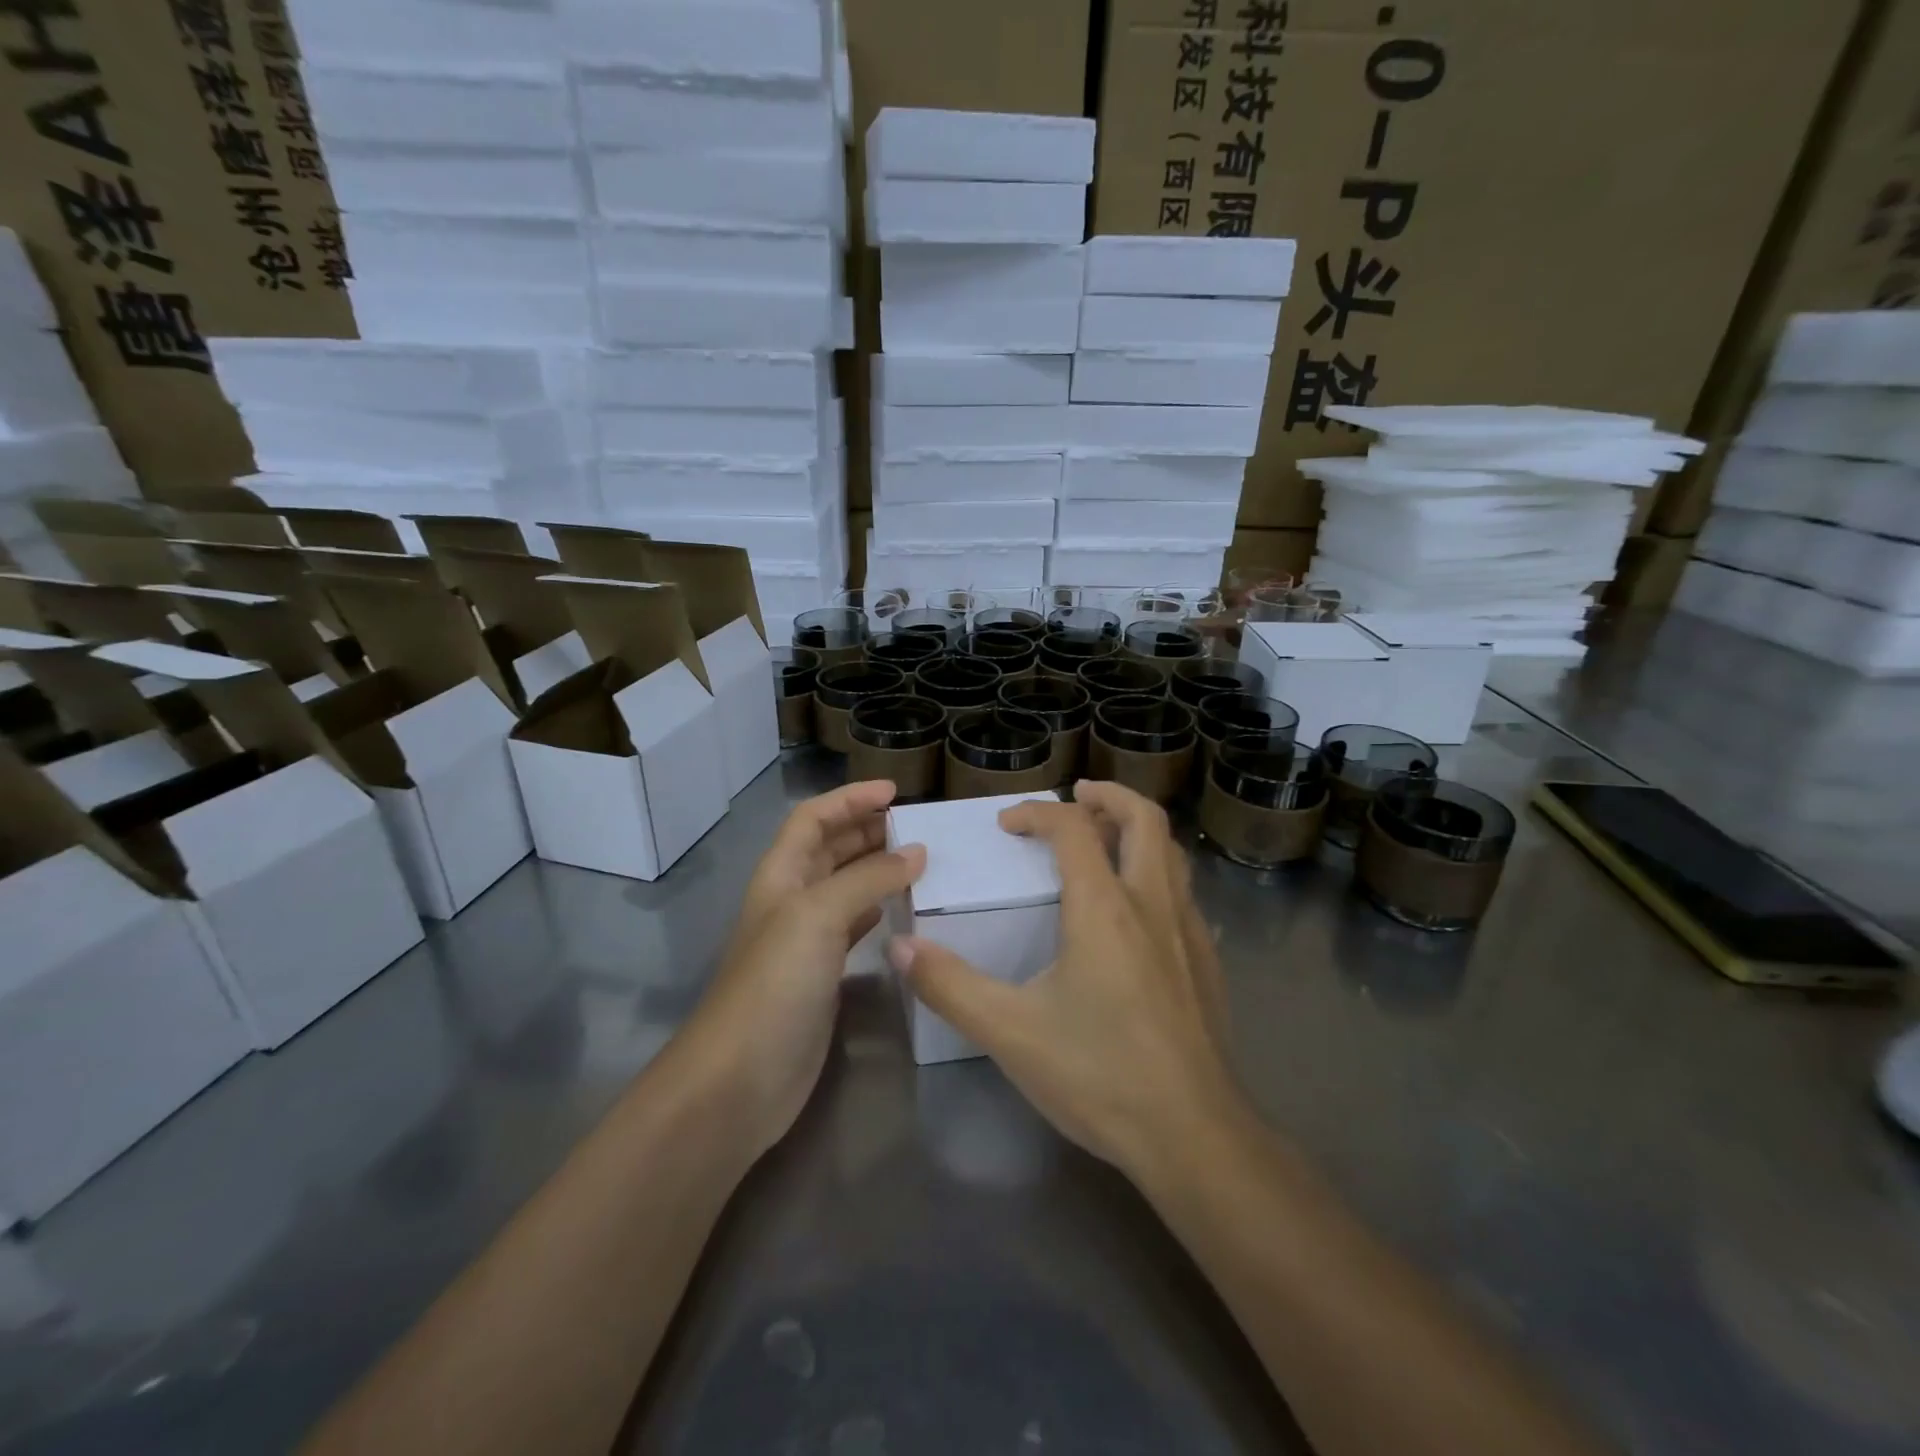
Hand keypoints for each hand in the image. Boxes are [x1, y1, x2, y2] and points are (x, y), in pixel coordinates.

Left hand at [679, 780, 923, 1155]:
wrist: (741, 1078)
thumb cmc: (774, 983)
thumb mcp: (818, 916)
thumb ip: (869, 878)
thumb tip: (917, 852)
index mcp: (781, 874)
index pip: (813, 818)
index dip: (849, 799)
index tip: (895, 792)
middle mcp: (792, 899)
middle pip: (830, 848)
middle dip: (867, 829)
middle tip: (917, 826)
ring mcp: (806, 940)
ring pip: (846, 886)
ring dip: (877, 868)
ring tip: (921, 861)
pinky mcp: (823, 975)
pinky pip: (856, 926)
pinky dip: (879, 909)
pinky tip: (904, 910)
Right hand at [889, 782, 1243, 1182]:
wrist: (1193, 1137)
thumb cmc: (1098, 1075)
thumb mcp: (1009, 1032)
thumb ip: (949, 985)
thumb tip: (901, 947)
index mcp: (1104, 908)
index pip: (1072, 828)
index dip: (1037, 813)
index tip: (1006, 825)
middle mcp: (1151, 905)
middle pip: (1144, 819)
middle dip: (1109, 797)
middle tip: (1077, 796)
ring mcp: (1188, 933)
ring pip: (1172, 854)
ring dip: (1138, 832)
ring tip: (1106, 840)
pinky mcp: (1207, 964)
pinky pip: (1185, 895)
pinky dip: (1158, 876)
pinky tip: (1139, 913)